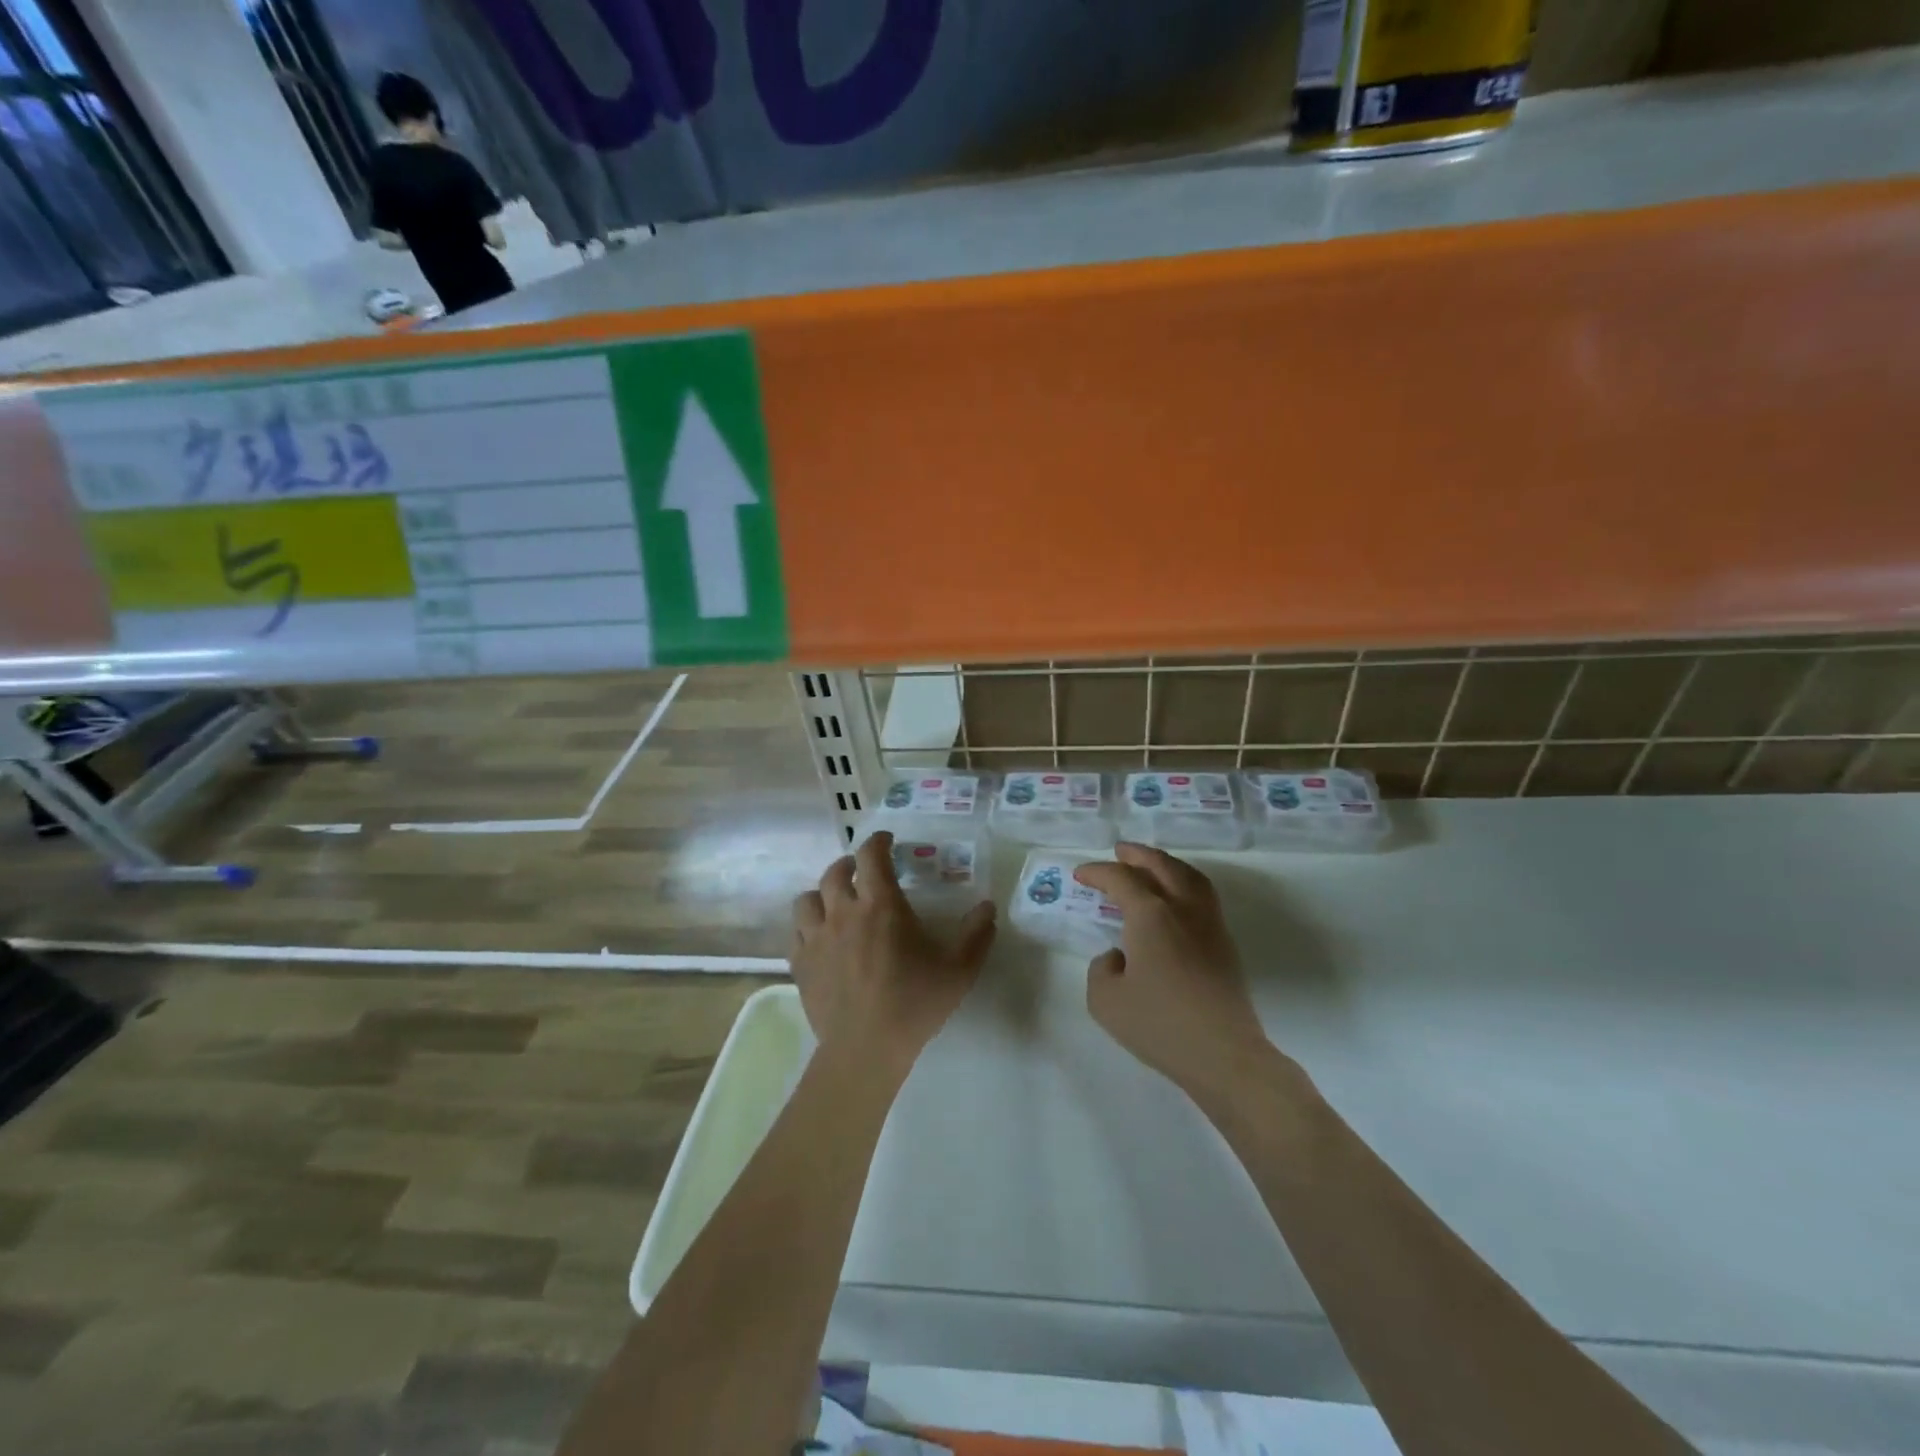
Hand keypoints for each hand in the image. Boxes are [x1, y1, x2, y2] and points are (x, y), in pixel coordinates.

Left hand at [790, 831, 995, 1081]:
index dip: (877, 841)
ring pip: (807, 900)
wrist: (866, 1048)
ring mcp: (817, 938)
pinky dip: (808, 929)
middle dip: (849, 865)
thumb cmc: (915, 1003)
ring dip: (822, 895)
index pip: (871, 856)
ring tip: (834, 903)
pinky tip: (820, 939)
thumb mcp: (959, 969)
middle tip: (861, 871)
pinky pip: (797, 934)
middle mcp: (843, 912)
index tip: (886, 840)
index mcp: (881, 905)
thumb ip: (976, 934)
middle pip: (834, 872)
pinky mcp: (800, 964)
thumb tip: (988, 907)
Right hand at [1074, 844, 1270, 1104]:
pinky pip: (1203, 897)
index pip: (1121, 880)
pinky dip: (1185, 884)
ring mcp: (1209, 925)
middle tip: (1120, 851)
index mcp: (1151, 915)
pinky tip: (1176, 900)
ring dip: (1167, 864)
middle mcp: (1183, 909)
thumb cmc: (1159, 1025)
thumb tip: (1120, 956)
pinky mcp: (1225, 945)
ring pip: (1190, 877)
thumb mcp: (1105, 1000)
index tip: (1081, 875)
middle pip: (1162, 866)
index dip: (1098, 872)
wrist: (1223, 1055)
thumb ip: (1102, 968)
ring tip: (1152, 865)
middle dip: (1138, 855)